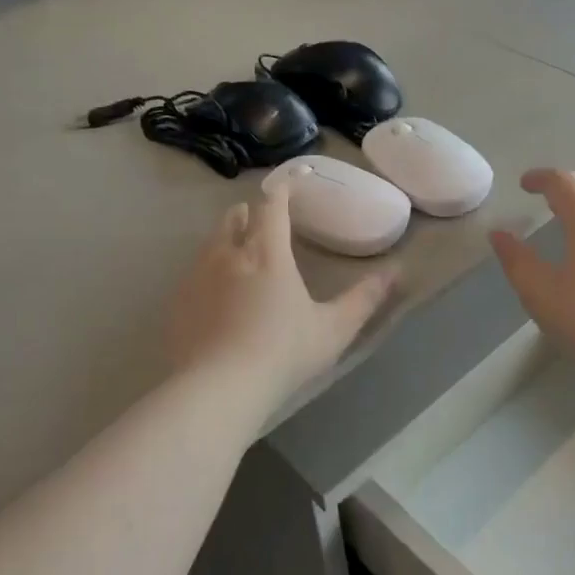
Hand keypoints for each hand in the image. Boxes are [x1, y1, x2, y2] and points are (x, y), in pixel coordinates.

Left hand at [167, 184, 398, 407]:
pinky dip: (206, 274)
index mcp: (268, 253)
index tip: (290, 184)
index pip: (272, 206)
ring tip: (238, 254)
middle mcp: (229, 255)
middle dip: (248, 213)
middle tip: (261, 221)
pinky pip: (192, 275)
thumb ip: (365, 298)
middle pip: (234, 218)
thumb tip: (396, 271)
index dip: (282, 190)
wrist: (218, 390)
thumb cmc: (283, 353)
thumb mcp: (334, 329)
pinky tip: (213, 297)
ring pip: (210, 244)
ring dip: (226, 240)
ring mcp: (197, 278)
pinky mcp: (178, 303)